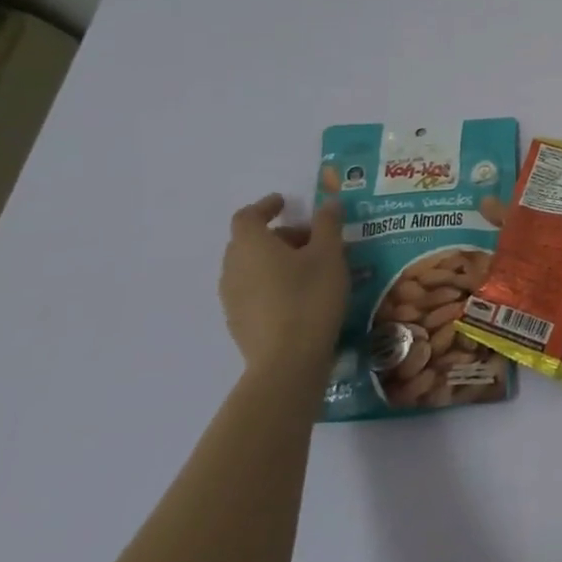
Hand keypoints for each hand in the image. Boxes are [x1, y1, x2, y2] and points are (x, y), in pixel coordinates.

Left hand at [220, 186, 347, 378]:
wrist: (288, 359)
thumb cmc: (310, 297)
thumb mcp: (330, 255)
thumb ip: (328, 225)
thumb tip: (328, 202)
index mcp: (251, 245)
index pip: (248, 216)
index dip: (266, 206)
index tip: (285, 203)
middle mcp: (233, 267)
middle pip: (249, 241)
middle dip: (278, 235)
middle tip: (311, 239)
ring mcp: (231, 297)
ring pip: (251, 267)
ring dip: (275, 261)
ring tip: (309, 270)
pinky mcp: (238, 322)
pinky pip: (253, 290)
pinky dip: (272, 283)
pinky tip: (299, 297)